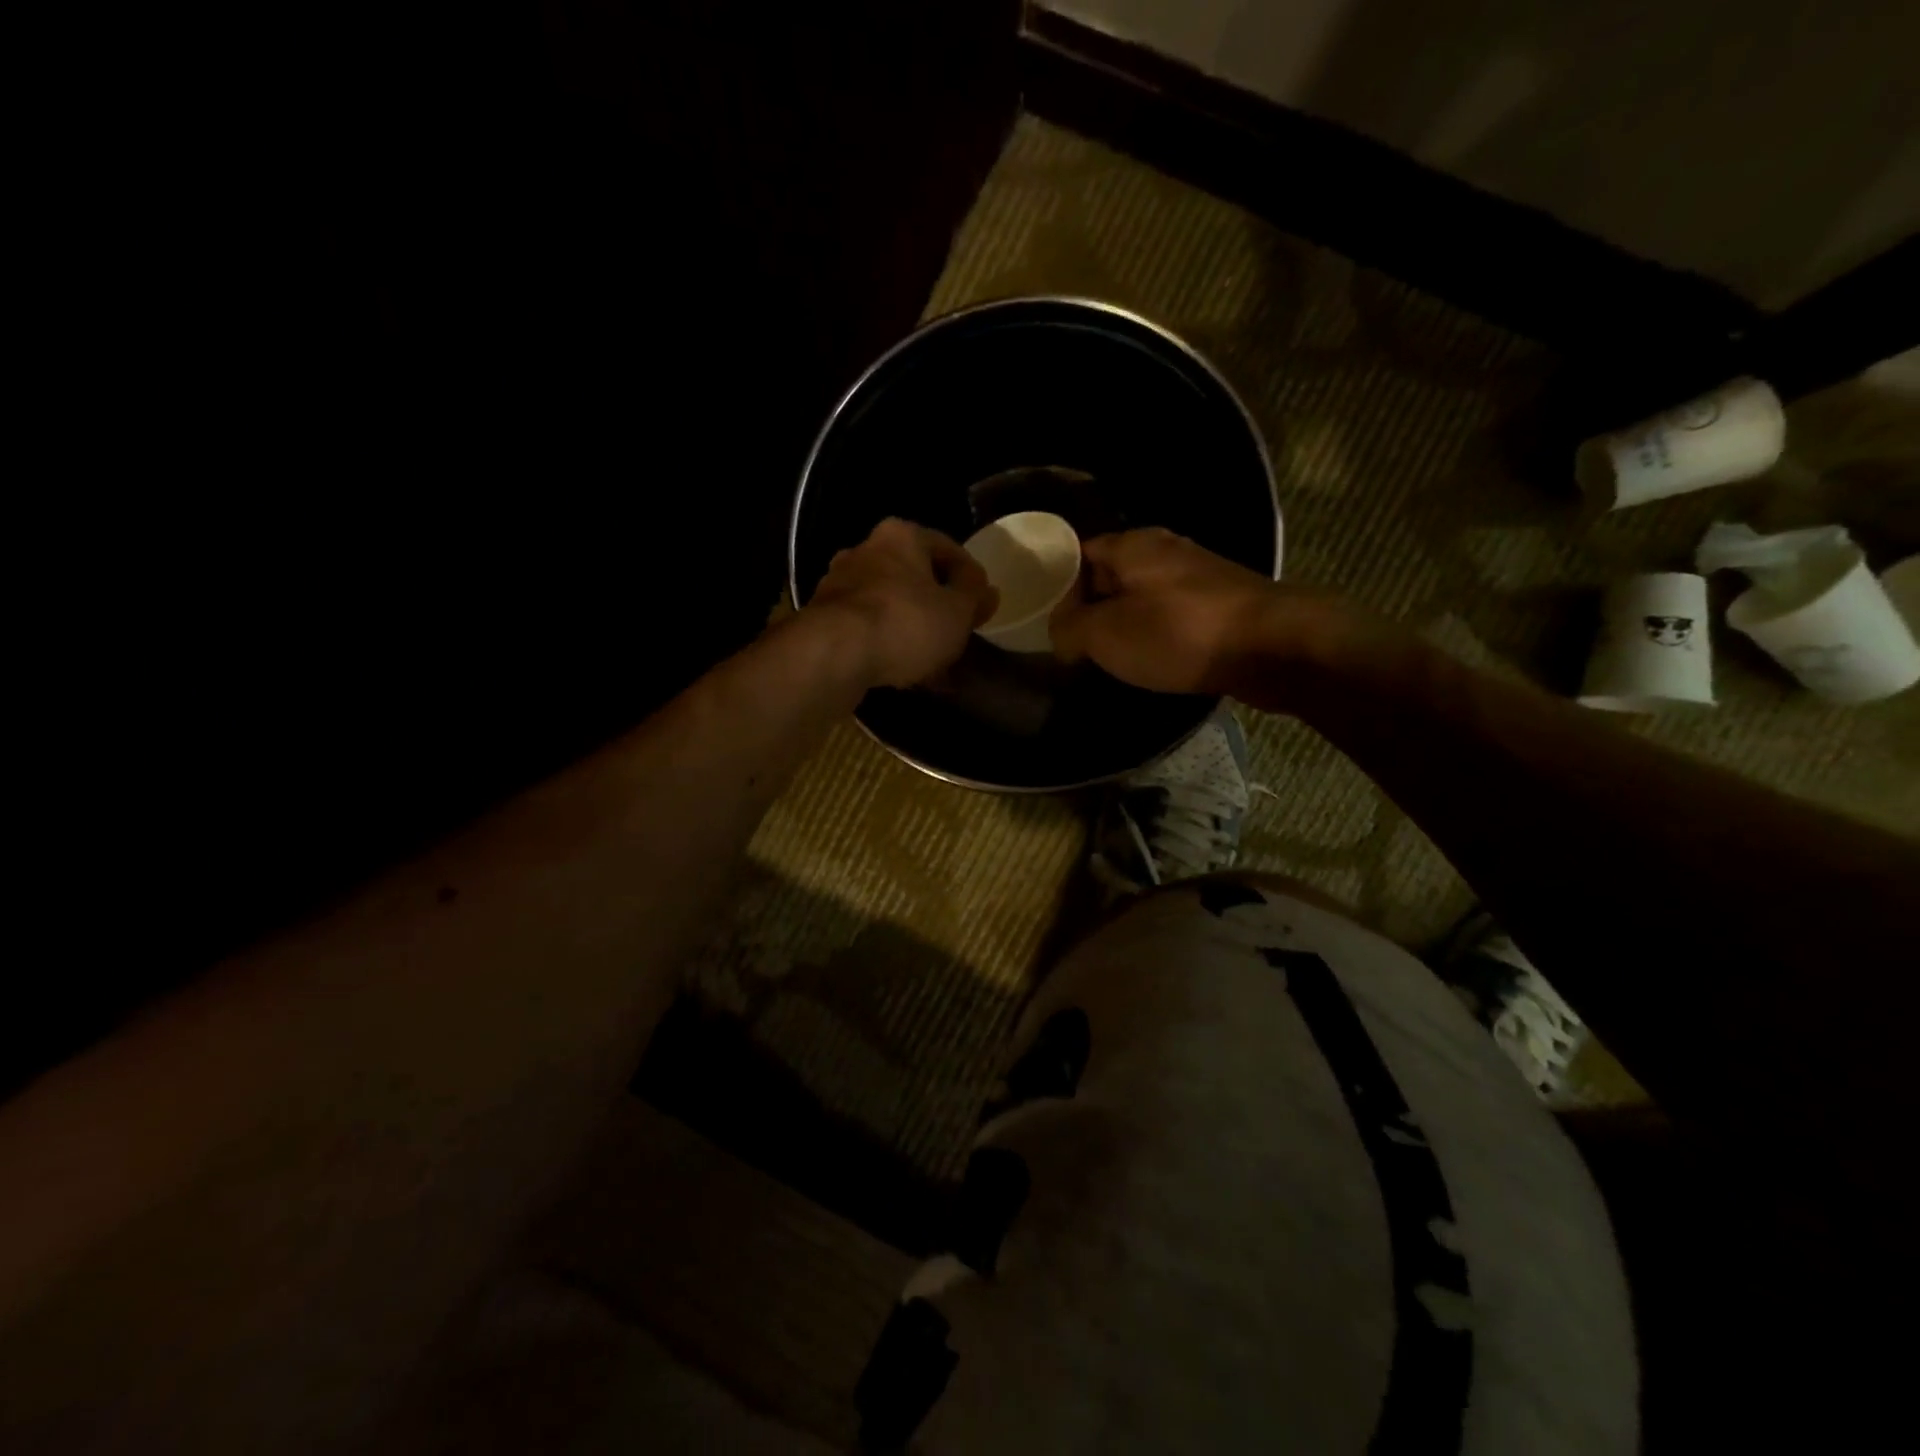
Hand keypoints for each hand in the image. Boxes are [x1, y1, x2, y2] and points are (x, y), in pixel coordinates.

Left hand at [807, 518, 998, 688]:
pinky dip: (888, 645)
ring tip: (934, 662)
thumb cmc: (905, 623)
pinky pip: (869, 629)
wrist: (833, 655)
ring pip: (891, 605)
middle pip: (915, 577)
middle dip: (938, 606)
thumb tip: (986, 589)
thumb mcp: (956, 611)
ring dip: (913, 629)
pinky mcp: (824, 620)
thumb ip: (974, 597)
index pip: (949, 549)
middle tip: (958, 634)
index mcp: (901, 536)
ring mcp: (840, 585)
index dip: (971, 579)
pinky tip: (904, 672)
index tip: (983, 608)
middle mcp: (865, 550)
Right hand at [1049, 528, 1351, 698]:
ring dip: (1125, 620)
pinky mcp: (1222, 602)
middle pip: (1112, 573)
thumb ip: (1070, 629)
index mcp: (1131, 545)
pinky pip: (1173, 613)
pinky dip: (1156, 631)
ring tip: (1107, 653)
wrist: (1272, 646)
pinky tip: (1152, 657)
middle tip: (1071, 640)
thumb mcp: (1106, 635)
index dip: (1057, 583)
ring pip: (1144, 595)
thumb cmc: (1179, 633)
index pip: (1079, 552)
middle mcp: (1165, 549)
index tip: (1043, 615)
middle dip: (1091, 604)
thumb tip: (1060, 632)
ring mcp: (1198, 574)